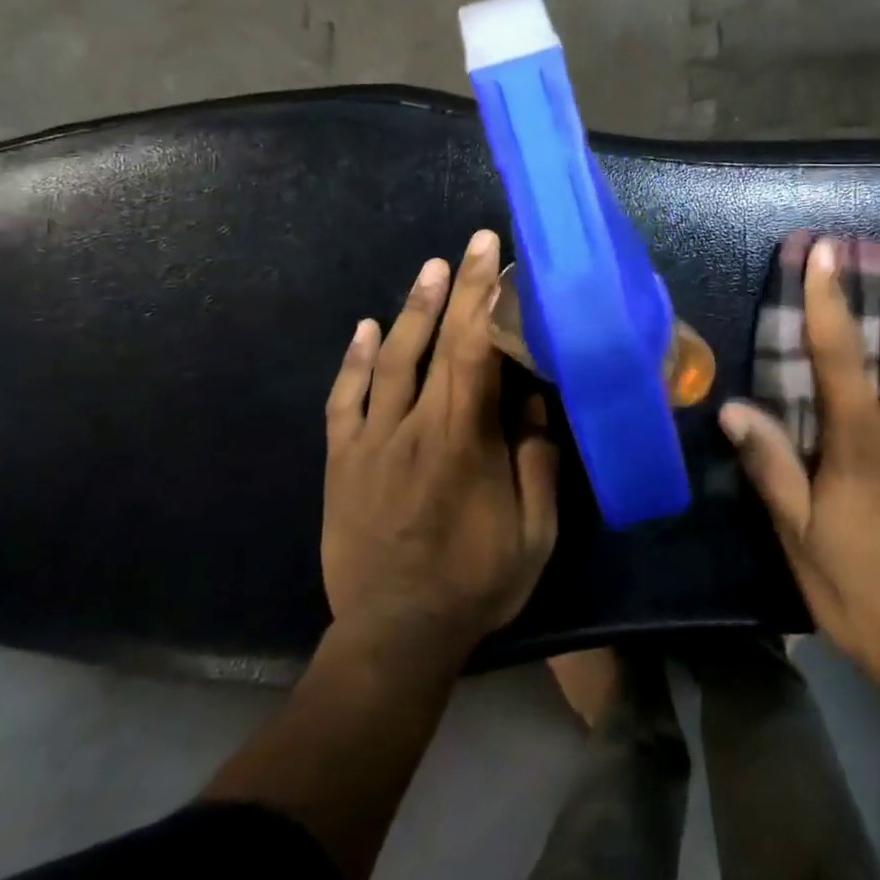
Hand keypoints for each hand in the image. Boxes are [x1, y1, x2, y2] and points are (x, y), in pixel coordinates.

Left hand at [321, 229, 558, 656]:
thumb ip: (537, 462)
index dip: (487, 300)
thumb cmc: (474, 585)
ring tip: (431, 270)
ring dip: (412, 311)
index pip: (477, 353)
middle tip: (472, 244)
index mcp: (464, 442)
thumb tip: (537, 400)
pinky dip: (352, 361)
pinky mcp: (342, 461)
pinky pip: (343, 400)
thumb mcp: (533, 534)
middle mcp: (414, 428)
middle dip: (459, 288)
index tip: (499, 260)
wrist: (393, 636)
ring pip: (390, 361)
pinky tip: (364, 328)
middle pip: (438, 344)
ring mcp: (371, 442)